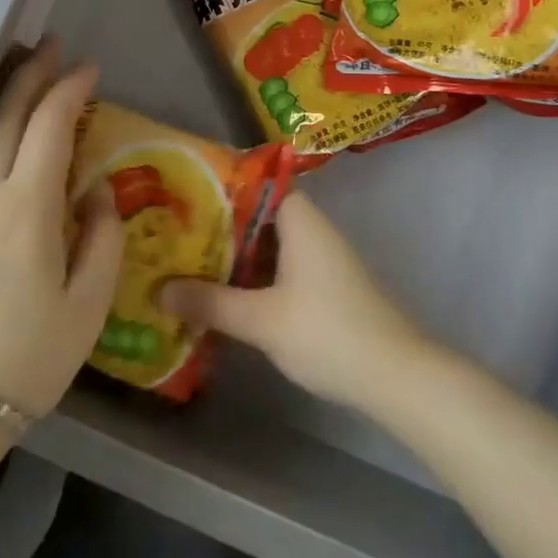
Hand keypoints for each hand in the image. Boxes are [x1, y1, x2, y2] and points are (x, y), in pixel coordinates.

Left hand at [0, 42, 122, 417]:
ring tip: (30, 76)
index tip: (89, 67)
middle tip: (52, 45)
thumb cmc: (24, 360)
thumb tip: (94, 192)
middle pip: (5, 116)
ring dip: (9, 100)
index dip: (69, 89)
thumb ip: (100, 239)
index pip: (49, 126)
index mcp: (26, 206)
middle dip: (30, 74)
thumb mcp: (86, 306)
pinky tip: (9, 140)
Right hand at [159, 190, 428, 412]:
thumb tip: (160, 288)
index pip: (256, 181)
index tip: (185, 188)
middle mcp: (310, 228)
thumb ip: (211, 302)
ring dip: (233, 251)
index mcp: (299, 218)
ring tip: (188, 257)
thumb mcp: (261, 319)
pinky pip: (279, 265)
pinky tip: (224, 292)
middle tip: (173, 227)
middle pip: (257, 213)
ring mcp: (320, 258)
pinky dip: (252, 273)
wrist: (397, 376)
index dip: (221, 181)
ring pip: (267, 242)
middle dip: (218, 222)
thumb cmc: (328, 331)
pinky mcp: (324, 286)